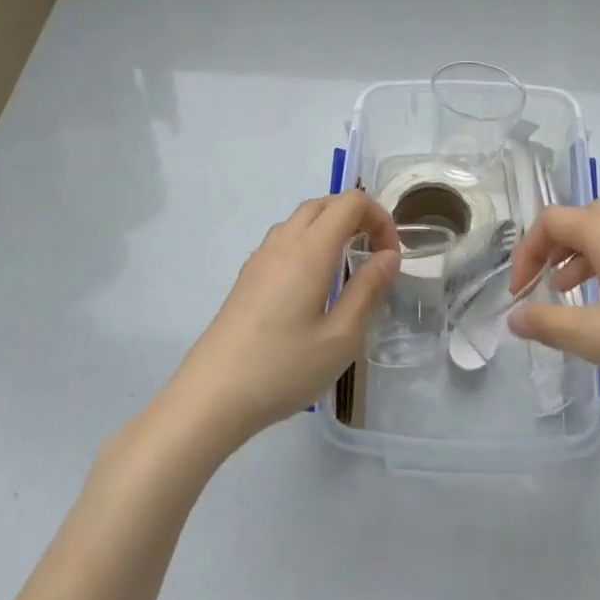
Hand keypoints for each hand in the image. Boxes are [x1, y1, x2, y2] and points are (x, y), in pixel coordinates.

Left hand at [167, 192, 400, 450]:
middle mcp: (283, 243)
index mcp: (310, 250)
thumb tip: (389, 255)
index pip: (350, 202)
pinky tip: (311, 283)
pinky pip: (283, 240)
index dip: (379, 218)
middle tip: (374, 253)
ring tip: (347, 264)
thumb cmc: (282, 368)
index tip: (389, 256)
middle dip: (356, 216)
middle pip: (324, 204)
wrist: (210, 397)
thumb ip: (368, 290)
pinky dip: (308, 242)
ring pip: (301, 220)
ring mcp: (260, 259)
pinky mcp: (246, 278)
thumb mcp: (341, 337)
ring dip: (330, 226)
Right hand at [505, 201, 599, 405]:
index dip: (526, 252)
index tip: (519, 294)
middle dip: (553, 250)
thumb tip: (514, 317)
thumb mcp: (597, 337)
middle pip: (581, 220)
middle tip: (544, 287)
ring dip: (582, 258)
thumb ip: (549, 324)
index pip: (551, 221)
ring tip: (575, 296)